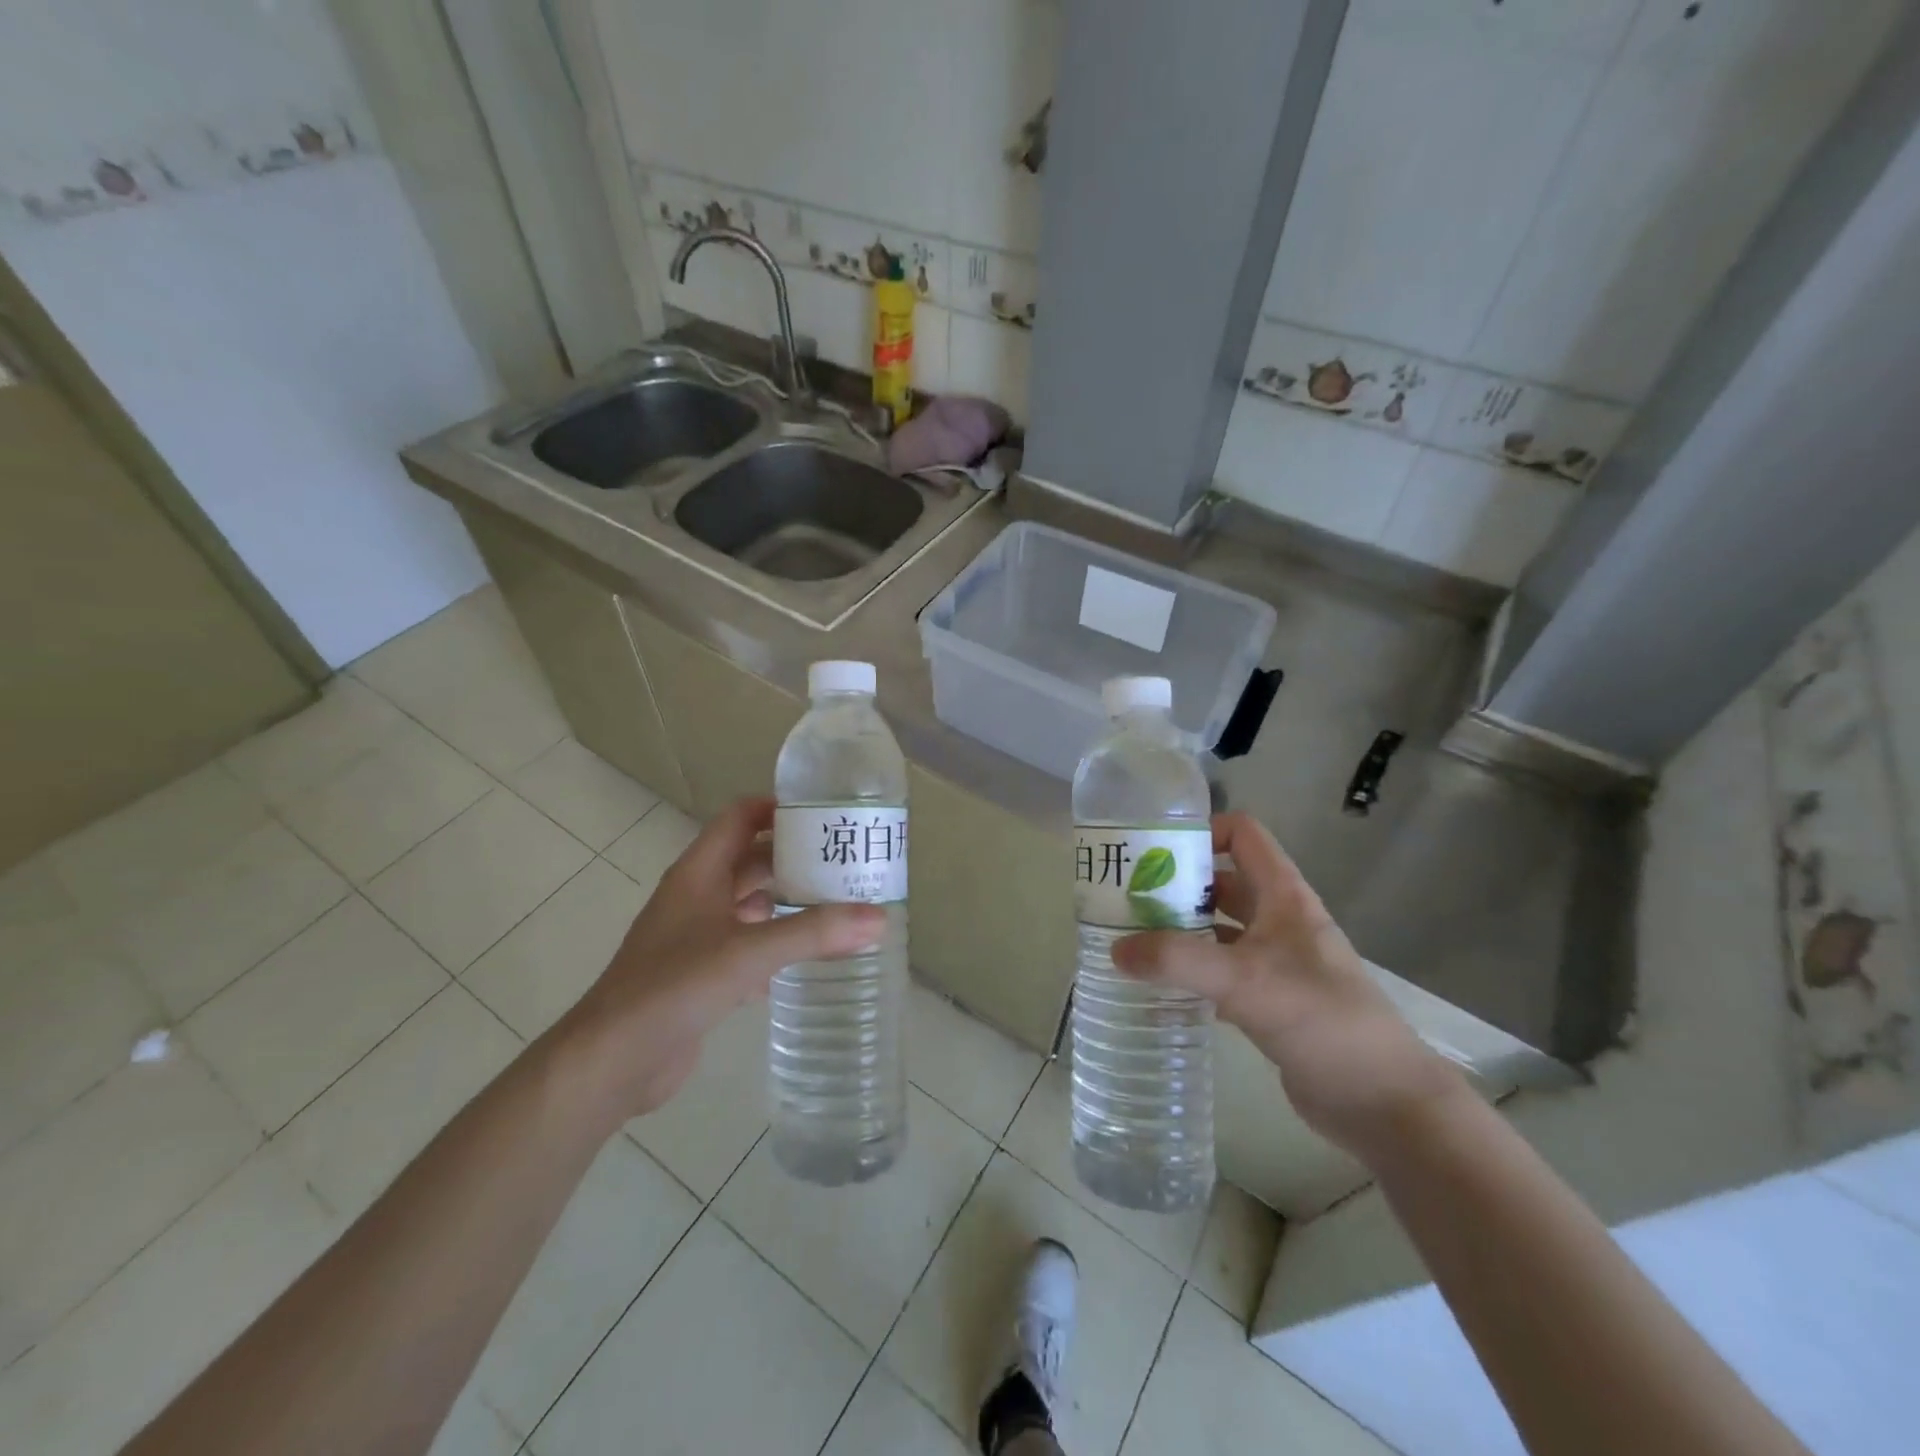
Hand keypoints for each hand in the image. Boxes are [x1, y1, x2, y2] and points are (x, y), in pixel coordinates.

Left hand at [557, 797, 885, 1118]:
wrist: (612, 1060)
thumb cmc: (674, 987)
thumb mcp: (748, 952)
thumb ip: (813, 933)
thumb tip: (879, 917)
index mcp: (699, 872)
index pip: (740, 817)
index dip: (778, 809)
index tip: (826, 816)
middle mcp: (697, 896)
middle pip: (751, 861)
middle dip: (795, 859)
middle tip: (846, 865)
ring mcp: (696, 936)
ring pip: (749, 905)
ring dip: (787, 903)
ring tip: (837, 907)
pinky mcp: (700, 974)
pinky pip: (745, 945)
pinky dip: (774, 944)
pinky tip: (805, 960)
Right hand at [1111, 811, 1461, 1160]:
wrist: (1383, 1102)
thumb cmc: (1322, 1020)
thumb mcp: (1246, 981)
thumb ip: (1178, 961)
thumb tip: (1115, 950)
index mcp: (1283, 896)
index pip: (1242, 835)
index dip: (1201, 831)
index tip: (1153, 850)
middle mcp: (1279, 920)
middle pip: (1221, 883)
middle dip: (1176, 885)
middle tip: (1125, 898)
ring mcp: (1275, 962)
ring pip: (1218, 930)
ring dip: (1180, 931)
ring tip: (1131, 939)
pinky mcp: (1269, 1001)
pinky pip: (1221, 973)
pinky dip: (1191, 973)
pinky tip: (1159, 988)